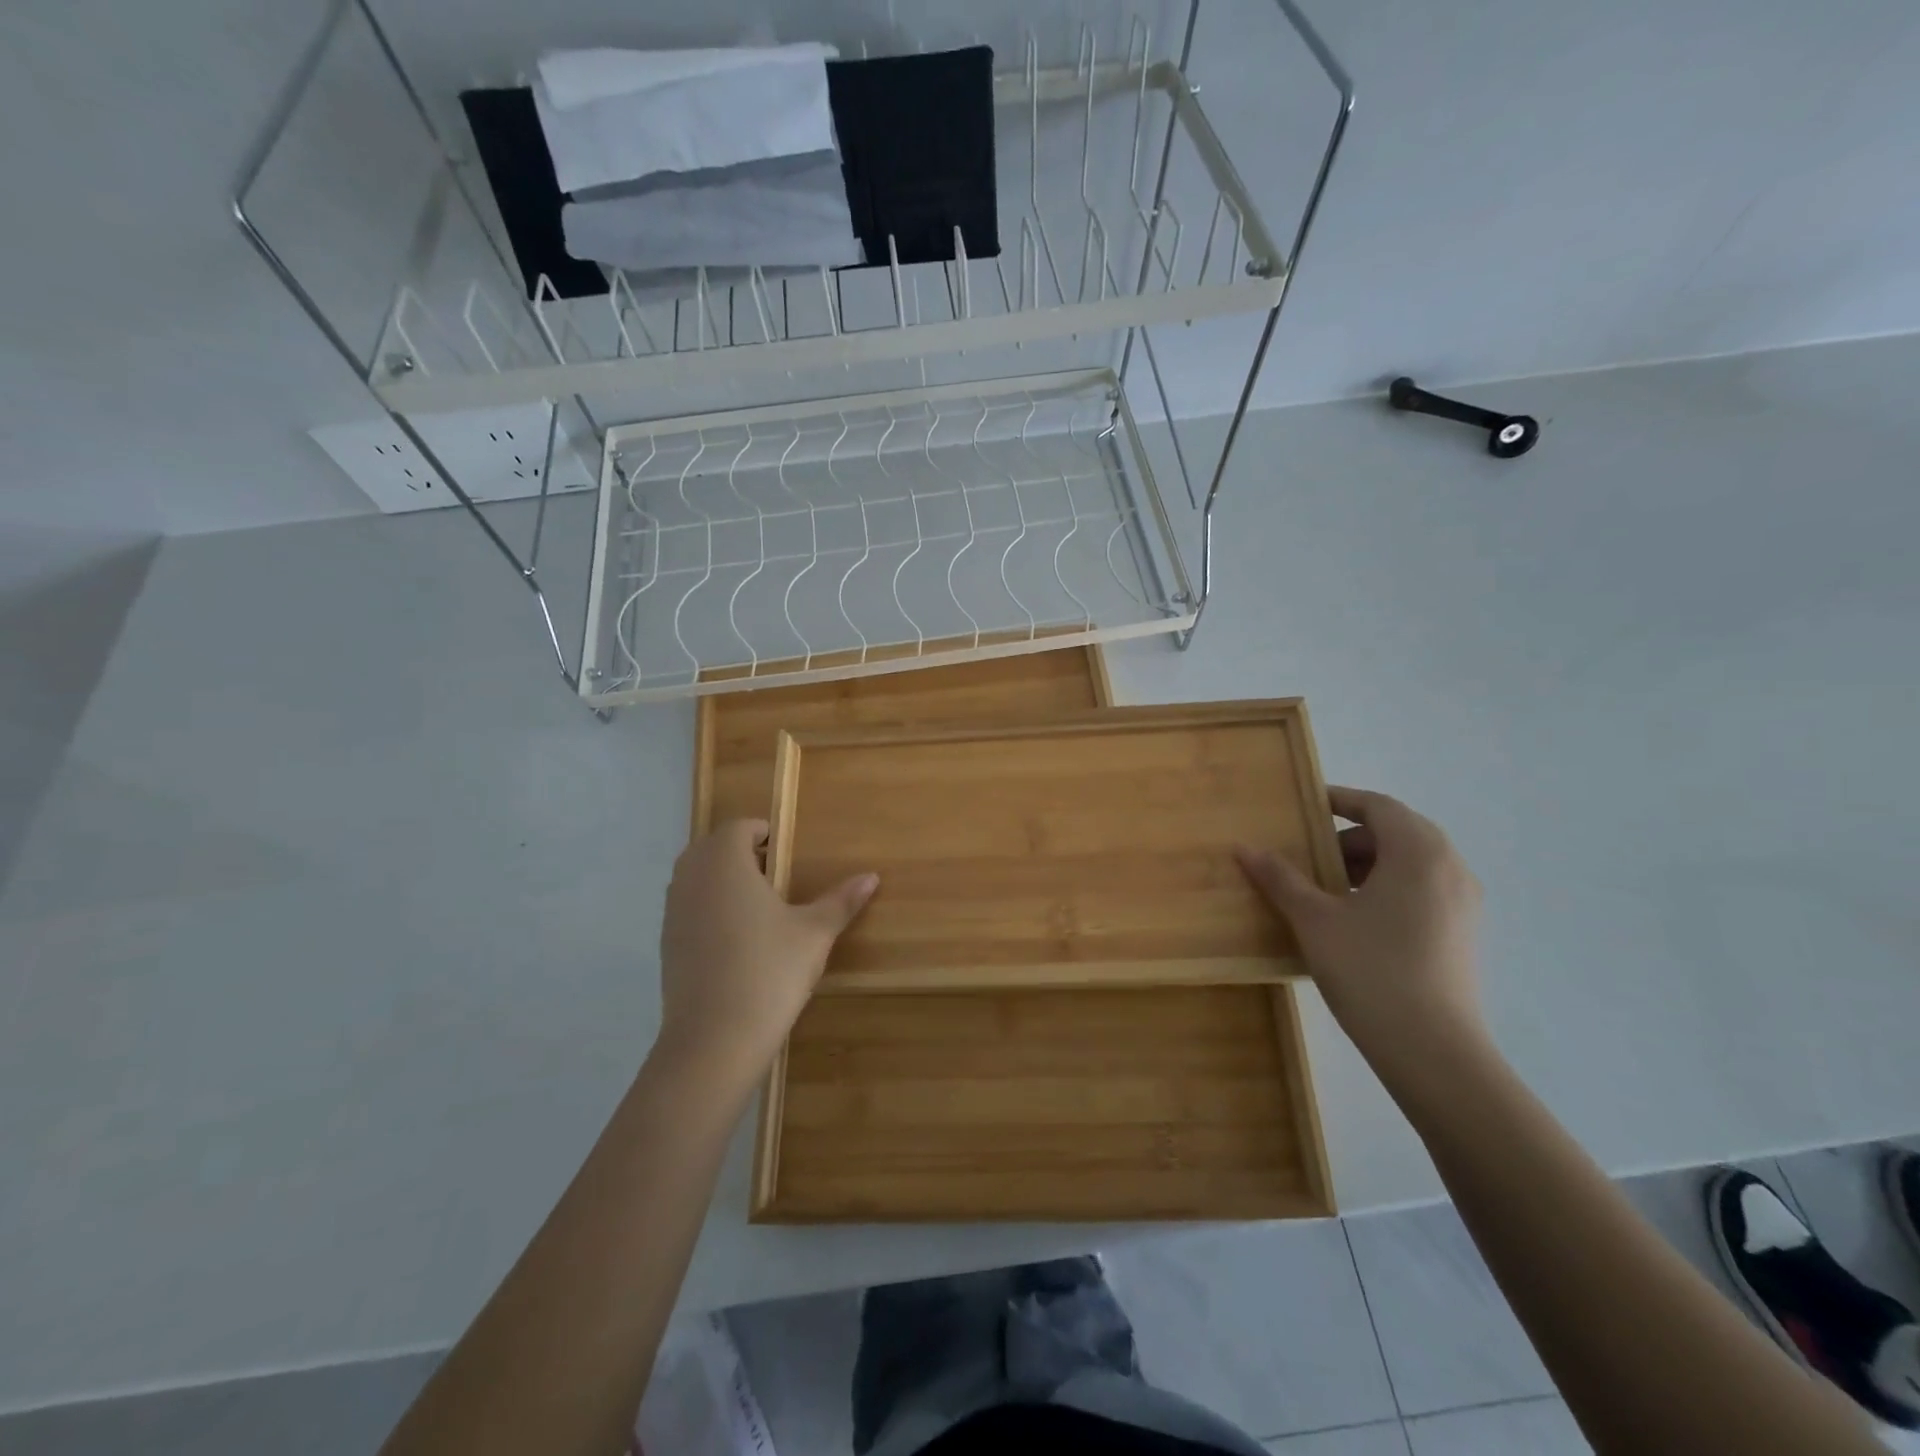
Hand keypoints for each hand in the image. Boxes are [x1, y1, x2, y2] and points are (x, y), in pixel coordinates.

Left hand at [655, 819, 877, 1095]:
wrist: (714, 1040)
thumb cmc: (769, 972)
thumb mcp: (814, 933)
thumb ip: (841, 901)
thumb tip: (872, 876)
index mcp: (725, 863)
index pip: (738, 828)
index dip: (762, 832)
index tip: (786, 850)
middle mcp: (692, 879)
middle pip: (711, 848)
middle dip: (740, 853)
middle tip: (775, 874)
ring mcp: (673, 912)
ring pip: (695, 878)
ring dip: (721, 880)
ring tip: (758, 906)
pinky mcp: (666, 944)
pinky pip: (687, 908)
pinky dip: (708, 909)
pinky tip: (738, 940)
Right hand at [1236, 787, 1485, 1077]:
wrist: (1433, 1052)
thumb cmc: (1371, 971)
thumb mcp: (1314, 920)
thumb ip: (1280, 878)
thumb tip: (1244, 847)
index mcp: (1418, 853)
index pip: (1378, 806)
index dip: (1340, 800)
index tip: (1303, 807)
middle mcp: (1450, 868)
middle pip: (1397, 831)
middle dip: (1350, 836)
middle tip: (1309, 853)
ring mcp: (1463, 903)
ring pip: (1412, 862)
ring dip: (1369, 863)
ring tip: (1327, 888)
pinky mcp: (1463, 933)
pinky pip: (1423, 889)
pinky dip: (1388, 887)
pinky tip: (1356, 918)